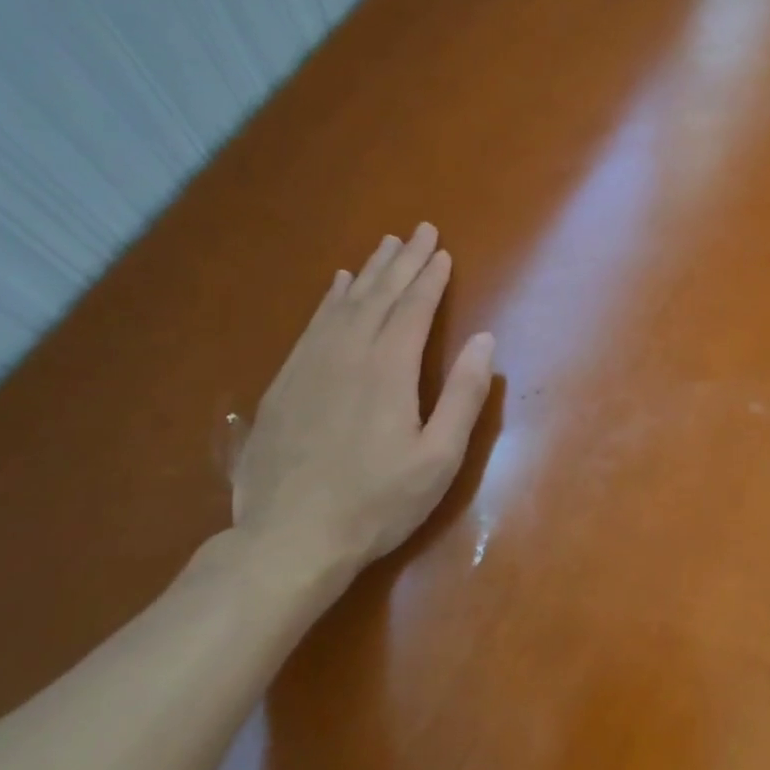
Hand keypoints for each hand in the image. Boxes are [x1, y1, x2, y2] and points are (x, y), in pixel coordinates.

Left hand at [216, 224, 495, 599]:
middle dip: (403, 261)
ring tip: (385, 246)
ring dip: (368, 272)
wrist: (289, 539)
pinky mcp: (285, 383)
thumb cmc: (377, 502)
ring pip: (344, 304)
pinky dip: (329, 299)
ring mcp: (310, 366)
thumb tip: (484, 340)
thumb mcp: (439, 457)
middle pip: (379, 295)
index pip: (414, 309)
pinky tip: (336, 287)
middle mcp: (348, 354)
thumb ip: (463, 395)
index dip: (431, 278)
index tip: (443, 252)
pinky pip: (312, 324)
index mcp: (389, 369)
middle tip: (419, 231)